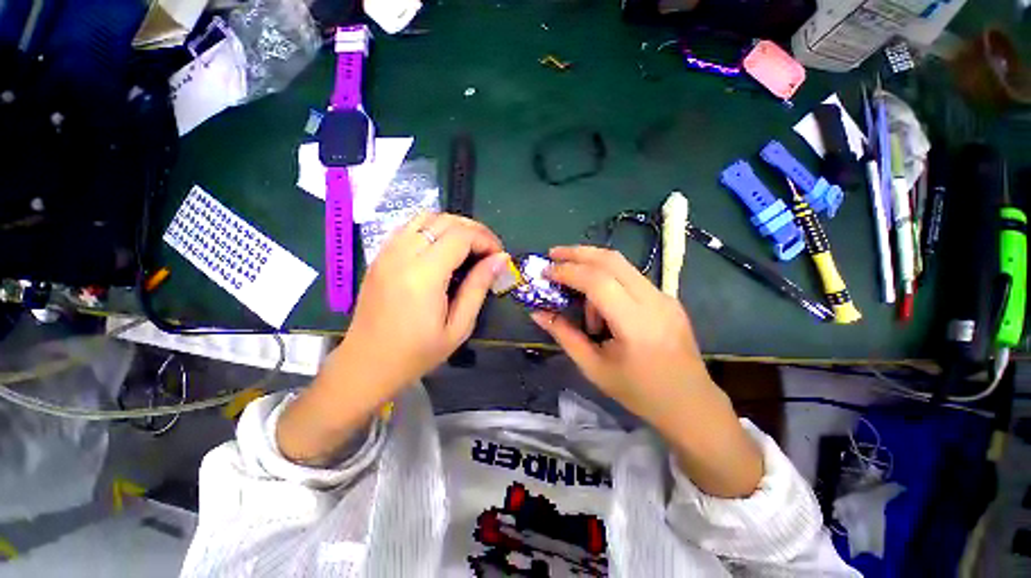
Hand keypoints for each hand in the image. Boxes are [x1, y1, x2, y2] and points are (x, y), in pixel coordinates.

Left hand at [277, 212, 506, 463]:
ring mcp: (387, 253)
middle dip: (473, 230)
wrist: (367, 364)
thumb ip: (479, 287)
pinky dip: (433, 230)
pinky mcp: (380, 257)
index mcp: (423, 276)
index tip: (498, 256)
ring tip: (468, 247)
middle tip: (488, 250)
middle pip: (444, 220)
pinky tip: (442, 250)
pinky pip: (410, 228)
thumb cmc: (417, 353)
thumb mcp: (458, 327)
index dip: (486, 239)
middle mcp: (402, 255)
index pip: (461, 236)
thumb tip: (500, 259)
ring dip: (453, 226)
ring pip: (425, 217)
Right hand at [531, 245, 762, 496]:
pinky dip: (608, 279)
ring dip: (592, 266)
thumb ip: (564, 335)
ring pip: (622, 264)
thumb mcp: (594, 368)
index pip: (597, 281)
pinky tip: (599, 300)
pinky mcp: (668, 298)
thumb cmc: (639, 392)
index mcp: (635, 323)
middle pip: (612, 260)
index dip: (567, 271)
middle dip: (578, 253)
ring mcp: (664, 297)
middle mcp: (654, 301)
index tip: (545, 271)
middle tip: (553, 255)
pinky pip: (631, 278)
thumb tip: (537, 313)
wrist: (691, 404)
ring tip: (577, 292)